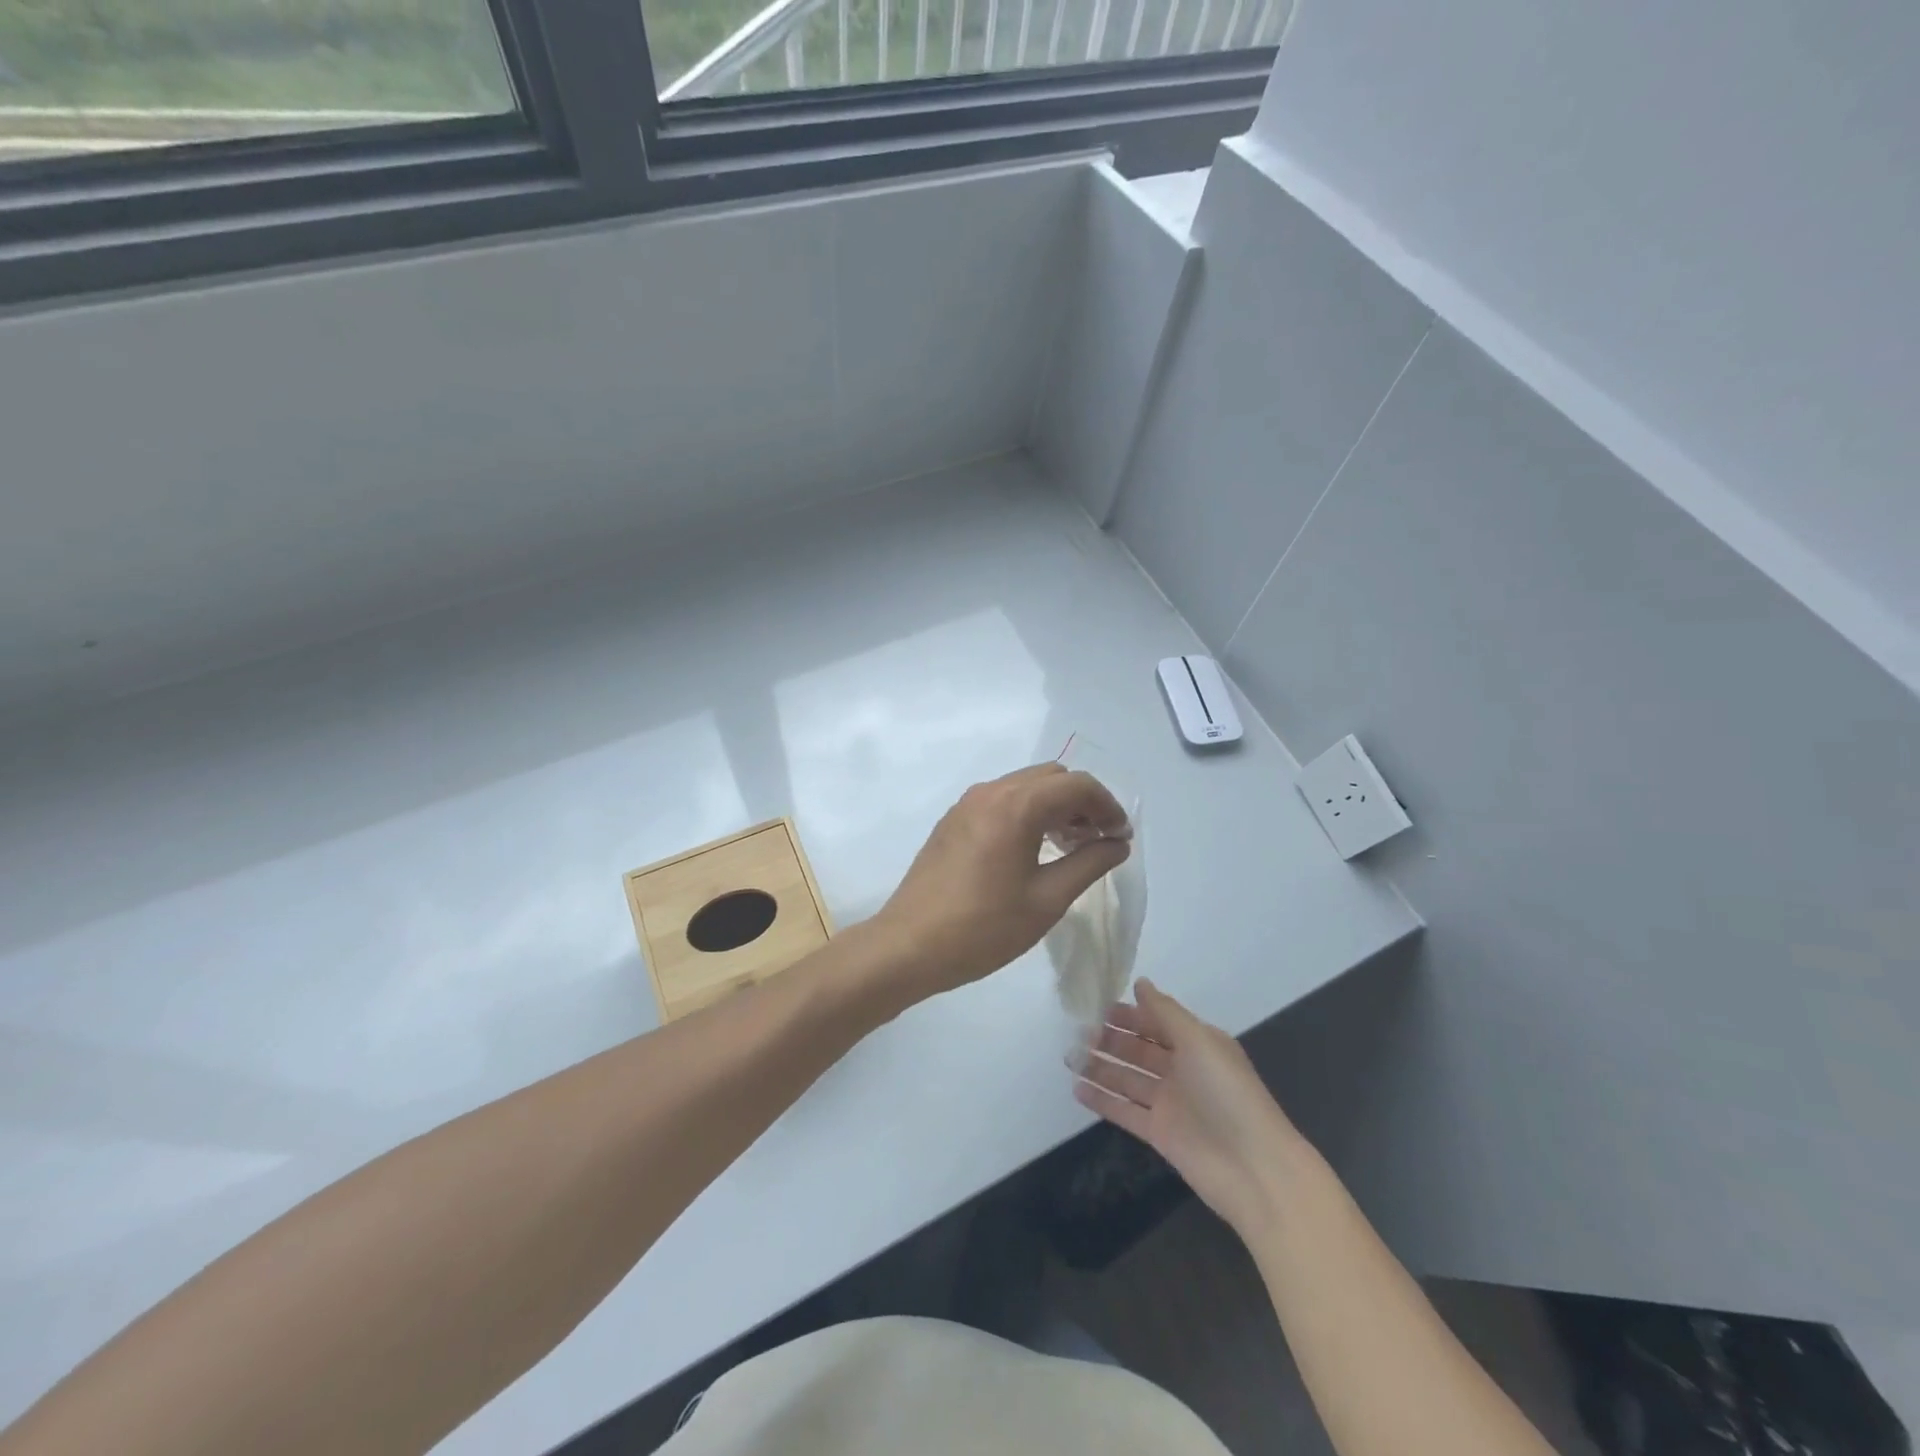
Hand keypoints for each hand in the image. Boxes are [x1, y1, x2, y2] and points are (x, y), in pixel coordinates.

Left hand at [869, 762, 1130, 1000]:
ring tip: (1072, 847)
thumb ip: (1089, 864)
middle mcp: (990, 792)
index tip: (1121, 837)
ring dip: (1055, 807)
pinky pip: (1002, 801)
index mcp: (1016, 805)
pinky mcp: (953, 820)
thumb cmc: (983, 928)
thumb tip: (1117, 843)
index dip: (1108, 806)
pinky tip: (1035, 850)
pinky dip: (1028, 813)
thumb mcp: (1047, 900)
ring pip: (1025, 787)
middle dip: (1082, 802)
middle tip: (1098, 841)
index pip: (1077, 785)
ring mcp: (967, 804)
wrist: (909, 946)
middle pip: (1051, 778)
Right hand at [1075, 979, 1307, 1235]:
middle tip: (1077, 1031)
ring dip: (1100, 1067)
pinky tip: (1076, 1088)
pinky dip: (1102, 1100)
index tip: (1096, 1005)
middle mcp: (1182, 1070)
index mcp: (1197, 1044)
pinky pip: (1124, 1110)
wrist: (1254, 1169)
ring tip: (1068, 1057)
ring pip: (1128, 1078)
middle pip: (1139, 1049)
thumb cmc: (1227, 1093)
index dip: (1129, 1014)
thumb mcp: (1199, 1041)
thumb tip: (1140, 982)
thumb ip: (1165, 1012)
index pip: (1156, 1022)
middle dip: (1110, 1039)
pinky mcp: (1159, 1133)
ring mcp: (1169, 1103)